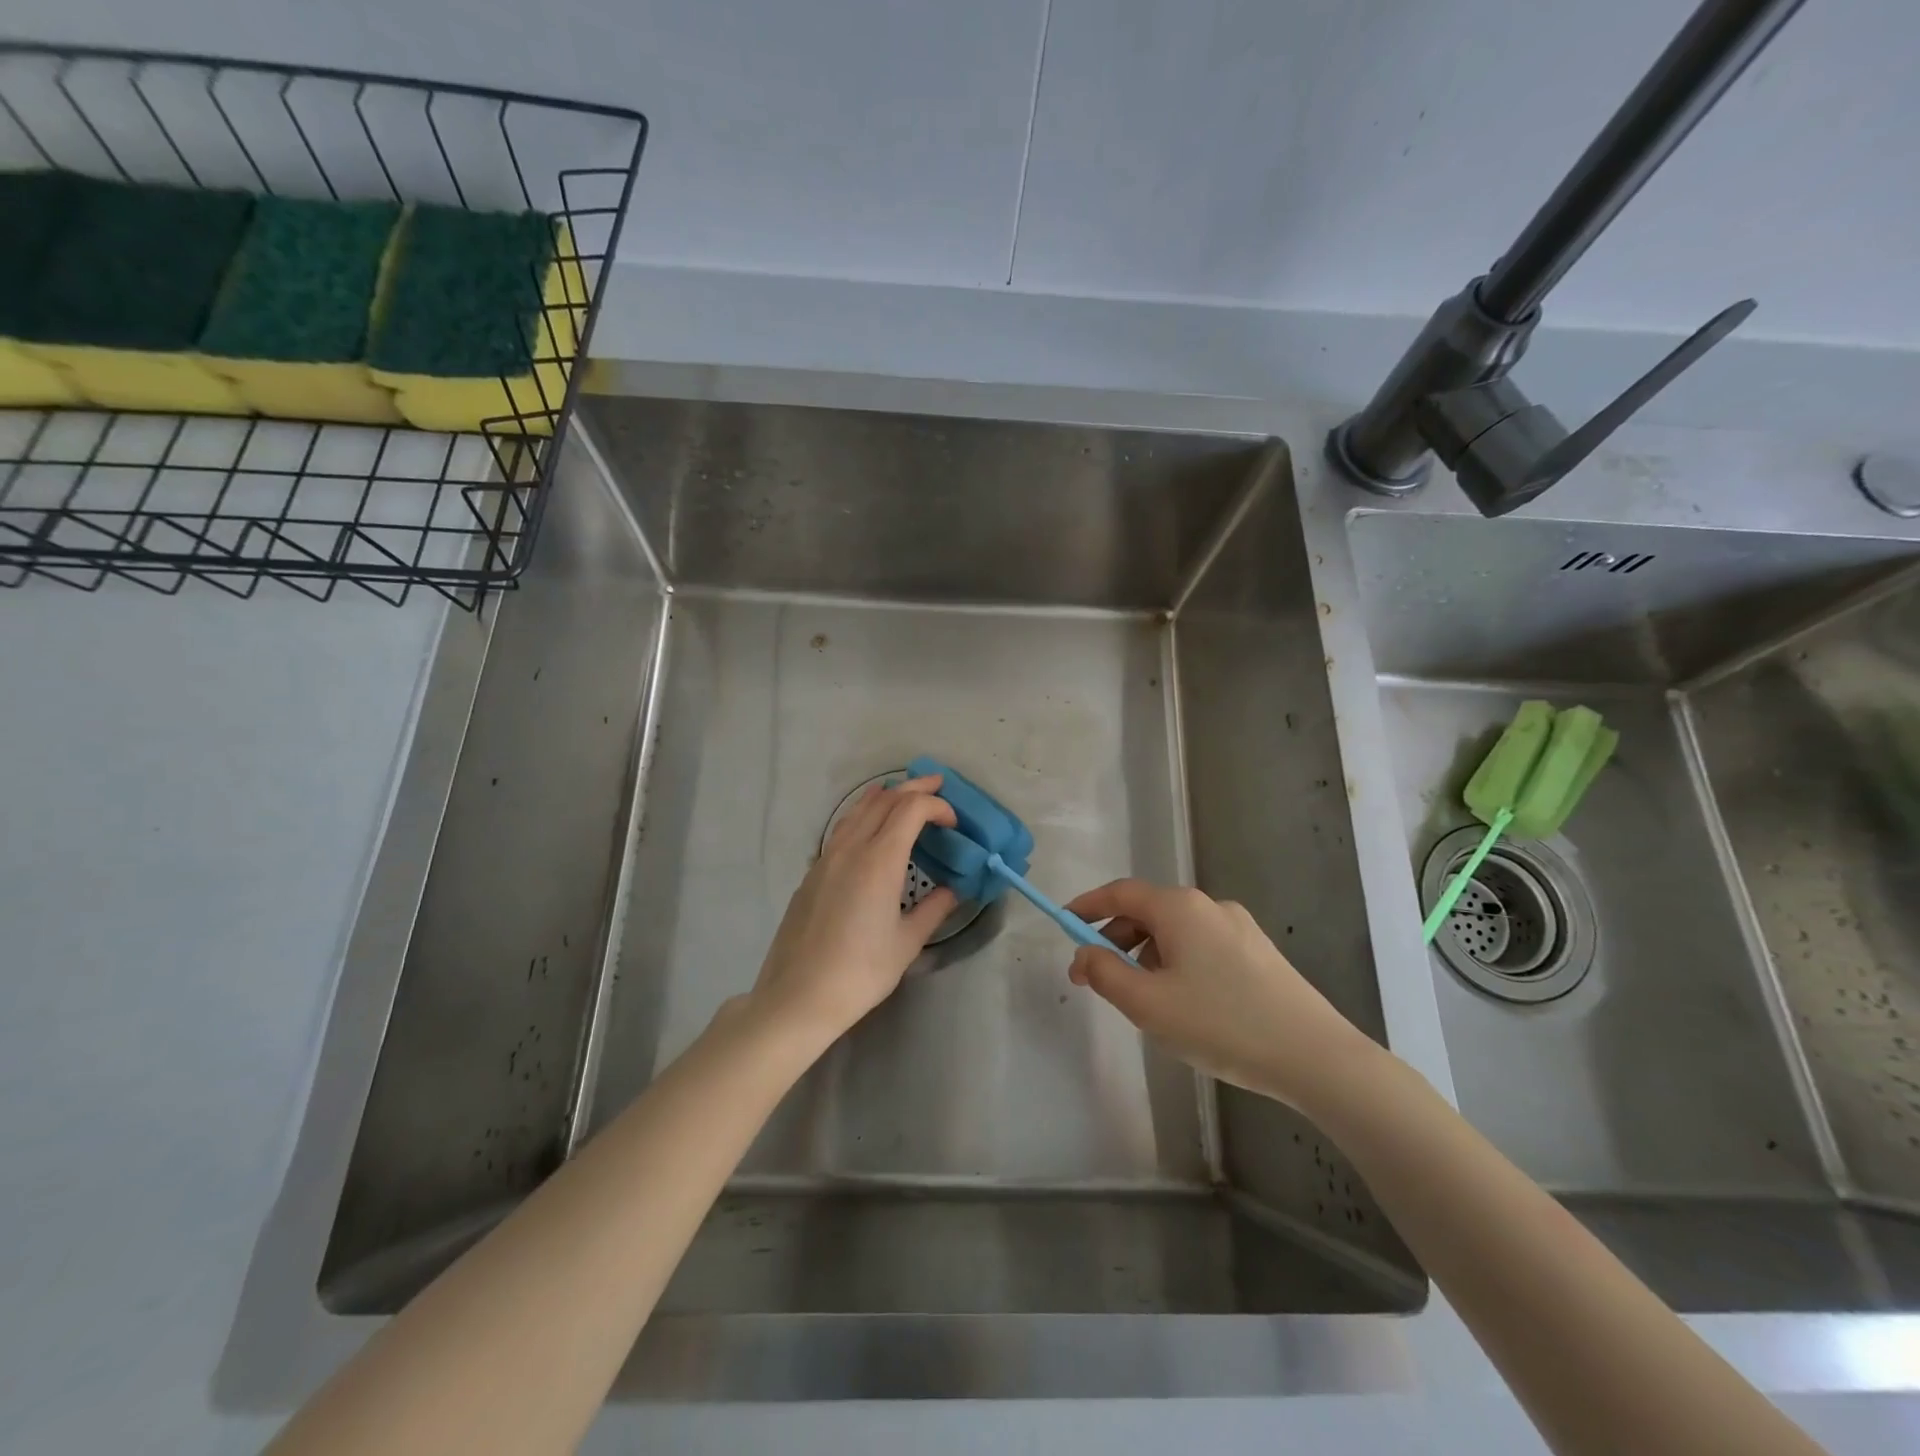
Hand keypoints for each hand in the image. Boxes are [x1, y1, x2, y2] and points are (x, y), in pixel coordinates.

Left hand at [747, 773, 958, 1045]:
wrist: (798, 996)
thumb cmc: (860, 972)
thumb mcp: (906, 943)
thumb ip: (934, 909)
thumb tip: (955, 889)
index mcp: (878, 861)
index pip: (911, 809)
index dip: (936, 806)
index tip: (953, 823)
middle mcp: (850, 848)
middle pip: (884, 800)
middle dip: (913, 788)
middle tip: (937, 785)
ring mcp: (826, 858)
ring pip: (857, 810)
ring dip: (884, 797)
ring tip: (902, 794)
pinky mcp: (812, 873)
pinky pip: (841, 829)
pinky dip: (862, 815)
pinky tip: (868, 829)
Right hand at [1065, 879, 1378, 1108]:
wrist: (1315, 1056)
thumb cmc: (1221, 1024)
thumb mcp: (1148, 1004)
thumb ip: (1105, 973)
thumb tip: (1083, 954)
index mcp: (1179, 908)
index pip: (1120, 893)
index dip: (1087, 906)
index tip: (1064, 923)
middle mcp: (1209, 906)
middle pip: (1148, 911)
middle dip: (1116, 939)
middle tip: (1098, 977)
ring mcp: (1239, 927)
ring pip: (1176, 932)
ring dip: (1147, 955)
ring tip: (1145, 1001)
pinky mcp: (1259, 951)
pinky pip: (1202, 946)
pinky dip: (1177, 963)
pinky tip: (1185, 1004)